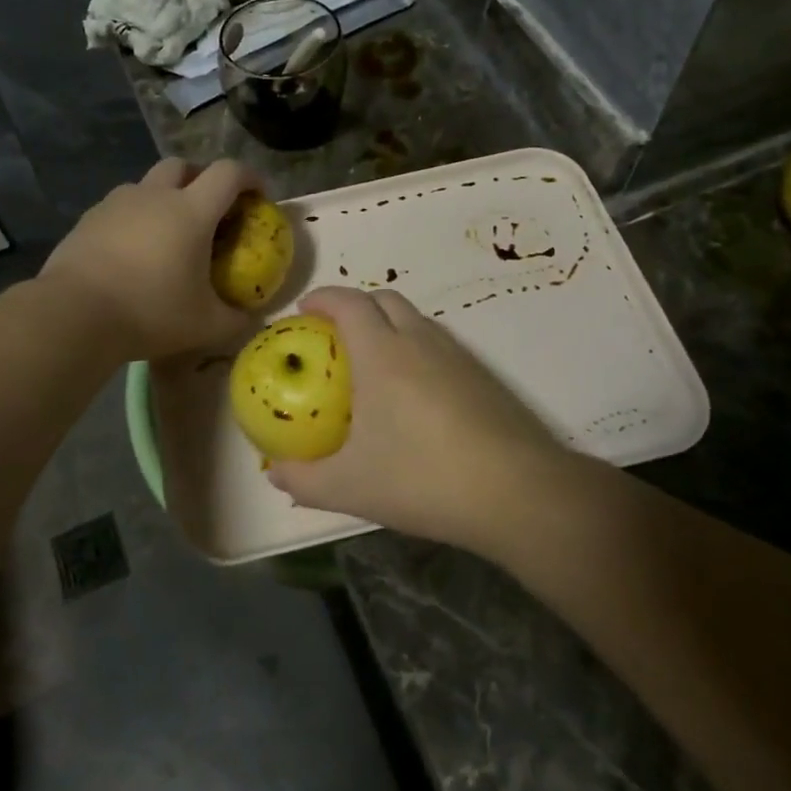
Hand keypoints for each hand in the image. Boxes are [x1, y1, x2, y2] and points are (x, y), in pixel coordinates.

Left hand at [41, 158, 262, 360]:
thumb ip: (235, 318)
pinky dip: (134, 218)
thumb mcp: (205, 325)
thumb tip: (249, 316)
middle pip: (183, 165)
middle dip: (202, 178)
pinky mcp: (88, 219)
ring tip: (167, 232)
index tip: (258, 196)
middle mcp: (155, 195)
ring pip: (147, 184)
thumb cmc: (150, 312)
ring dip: (164, 196)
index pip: (229, 173)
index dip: (250, 177)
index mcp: (191, 211)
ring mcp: (116, 204)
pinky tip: (131, 251)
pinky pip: (120, 207)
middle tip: (209, 209)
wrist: (74, 314)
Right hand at [268, 288, 568, 551]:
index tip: (304, 310)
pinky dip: (416, 350)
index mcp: (382, 353)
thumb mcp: (349, 487)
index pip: (349, 303)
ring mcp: (457, 356)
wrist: (514, 492)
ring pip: (416, 321)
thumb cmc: (421, 479)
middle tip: (334, 335)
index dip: (323, 298)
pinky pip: (440, 346)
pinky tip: (413, 395)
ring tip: (372, 364)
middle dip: (355, 305)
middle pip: (385, 299)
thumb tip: (275, 474)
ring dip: (389, 326)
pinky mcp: (483, 377)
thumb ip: (304, 480)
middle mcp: (419, 341)